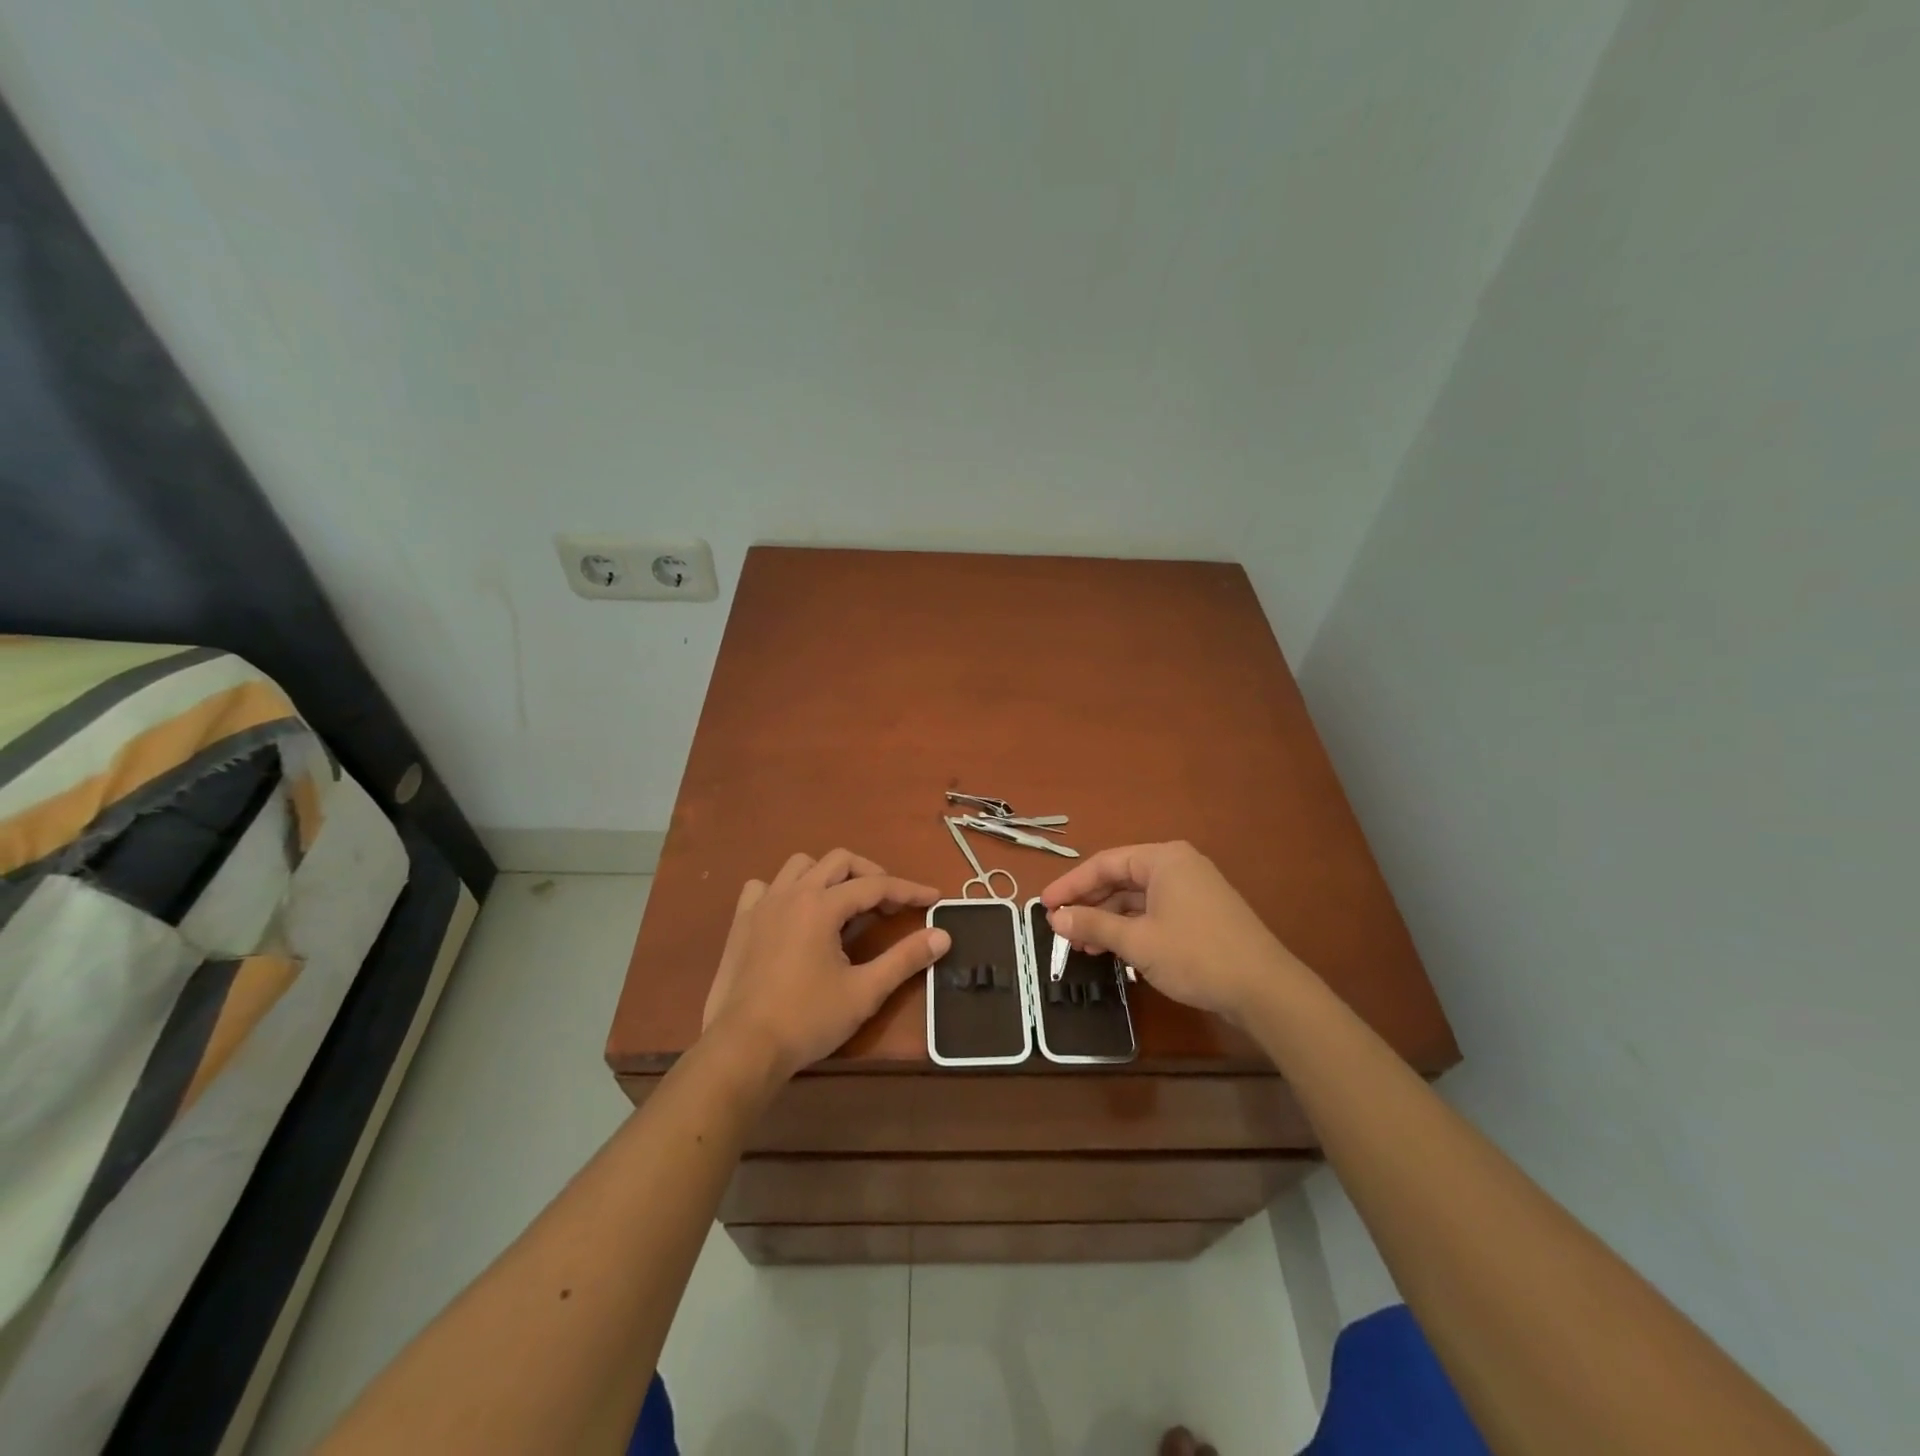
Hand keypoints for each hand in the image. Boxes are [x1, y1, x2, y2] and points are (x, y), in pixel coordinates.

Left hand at [701, 849, 948, 1081]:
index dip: (908, 890)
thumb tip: (943, 936)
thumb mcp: (865, 992)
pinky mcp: (741, 922)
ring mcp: (762, 904)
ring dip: (828, 875)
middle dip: (871, 875)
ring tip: (843, 903)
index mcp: (822, 905)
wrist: (743, 1048)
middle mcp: (792, 893)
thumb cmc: (807, 1019)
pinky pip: (764, 887)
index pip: (875, 885)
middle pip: (840, 861)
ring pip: (801, 866)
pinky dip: (785, 890)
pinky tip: (793, 914)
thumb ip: (905, 959)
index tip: (933, 897)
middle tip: (889, 904)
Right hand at [1039, 841, 1292, 1021]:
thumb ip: (1093, 926)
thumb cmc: (1196, 955)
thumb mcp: (1137, 941)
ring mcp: (1193, 890)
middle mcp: (1178, 866)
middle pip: (1121, 879)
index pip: (1105, 863)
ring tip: (1084, 948)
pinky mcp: (1201, 914)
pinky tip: (1115, 951)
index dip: (1071, 885)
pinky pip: (1155, 913)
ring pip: (1137, 899)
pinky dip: (1132, 929)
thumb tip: (1055, 917)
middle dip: (1090, 905)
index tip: (1044, 905)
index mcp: (1163, 859)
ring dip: (1109, 921)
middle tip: (1062, 929)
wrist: (1265, 990)